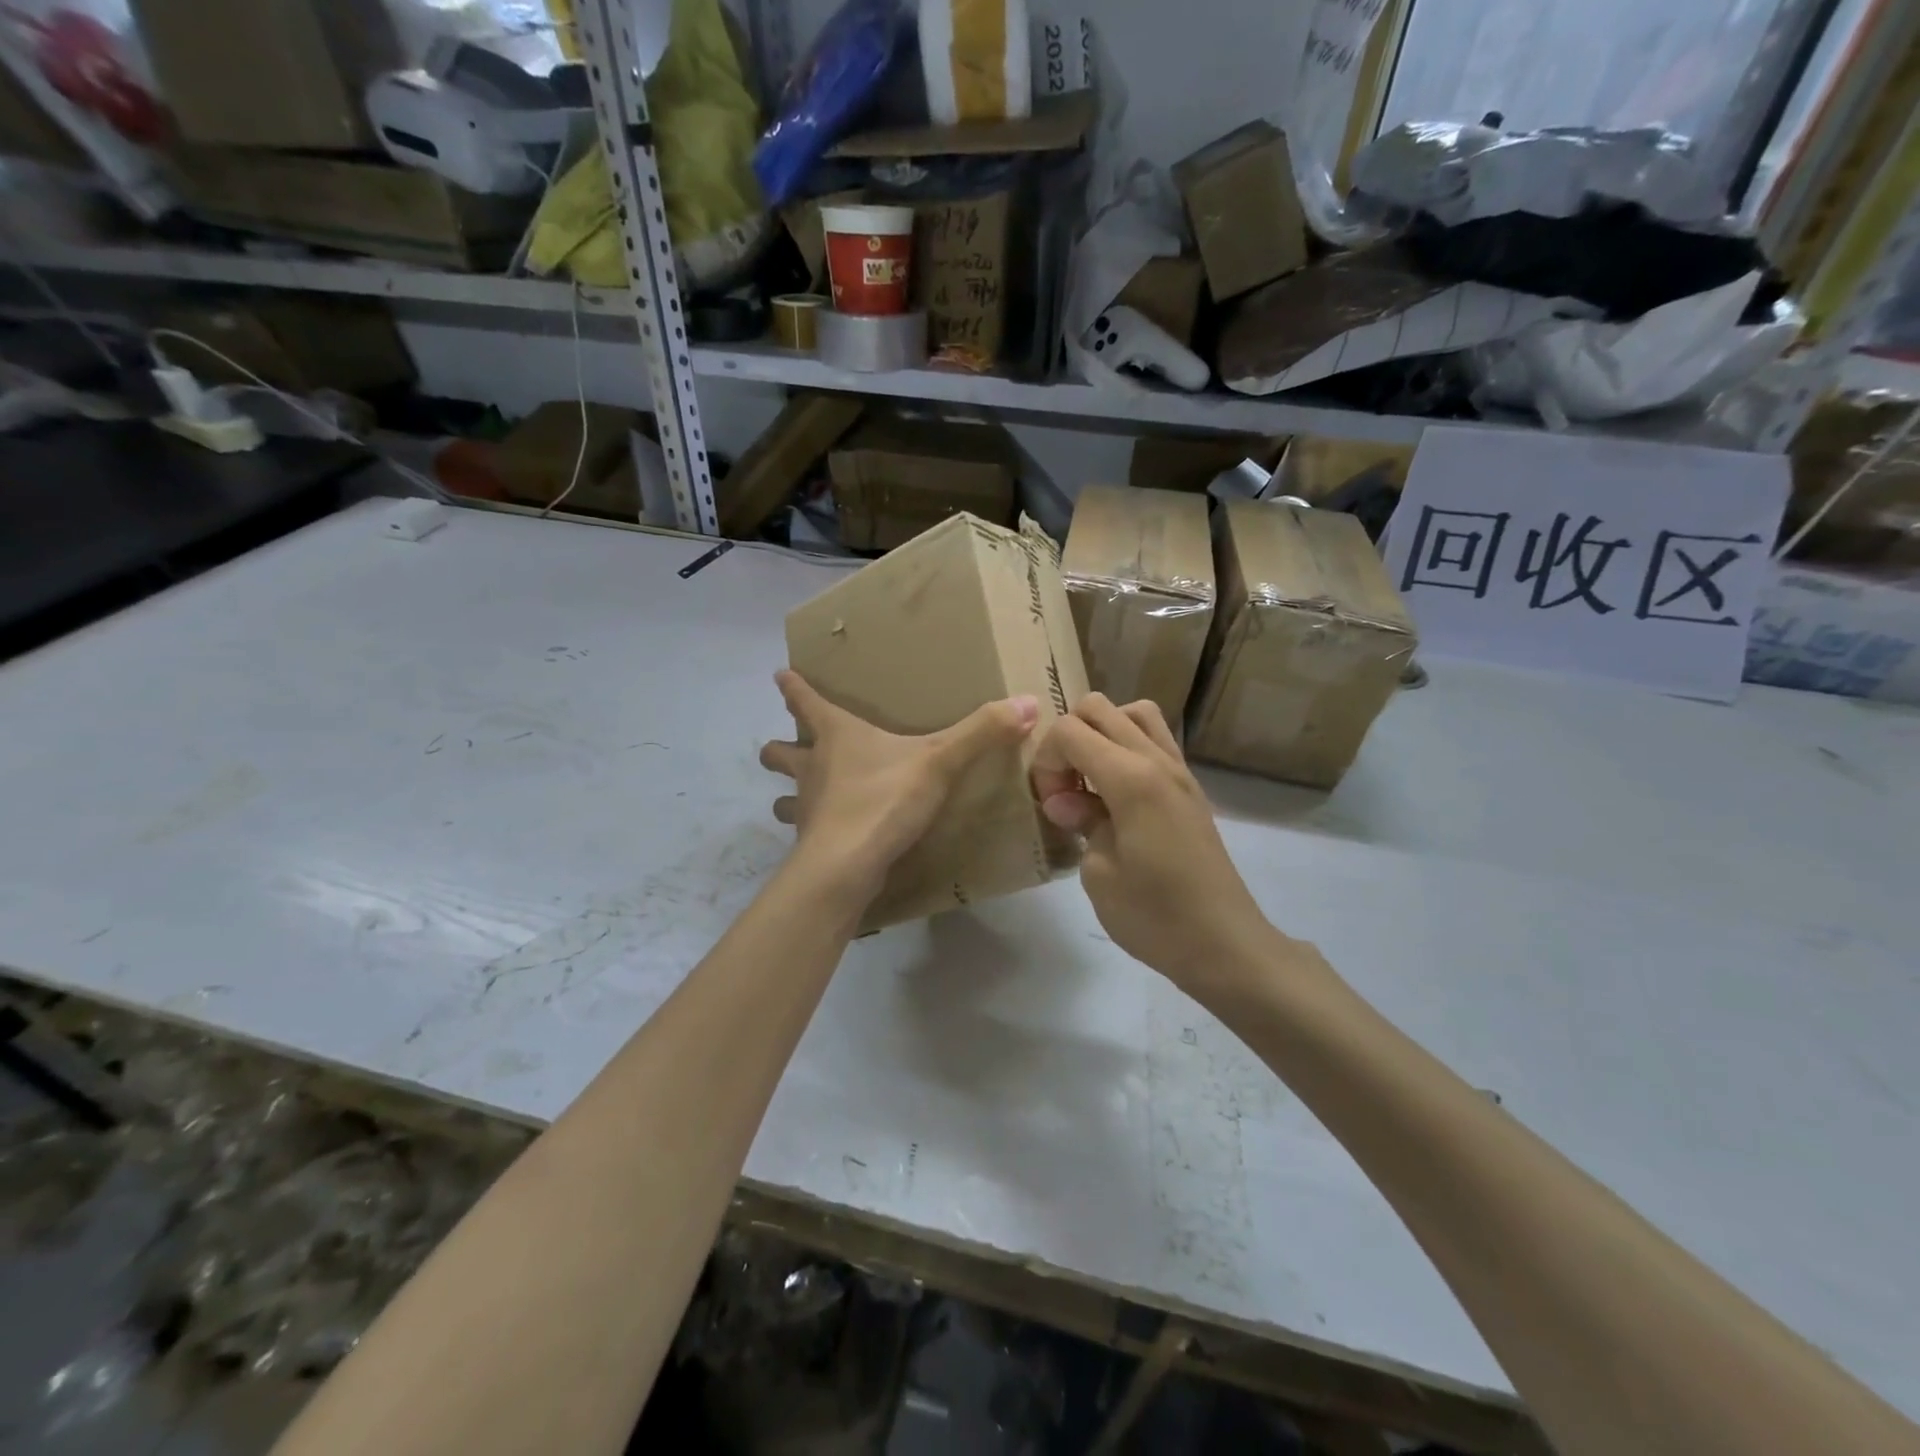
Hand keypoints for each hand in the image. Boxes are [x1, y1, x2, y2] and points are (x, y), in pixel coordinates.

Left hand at [760, 671, 1039, 902]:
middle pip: (780, 752)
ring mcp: (808, 808)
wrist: (846, 868)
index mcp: (836, 736)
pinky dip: (813, 831)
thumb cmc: (883, 800)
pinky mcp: (813, 844)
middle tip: (784, 744)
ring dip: (789, 794)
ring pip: (785, 796)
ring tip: (800, 798)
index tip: (780, 674)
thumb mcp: (939, 762)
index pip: (805, 701)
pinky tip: (830, 838)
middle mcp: (813, 768)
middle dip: (779, 747)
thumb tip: (1028, 701)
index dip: (792, 687)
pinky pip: (807, 832)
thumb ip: (981, 733)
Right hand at [1034, 695, 1277, 994]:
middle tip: (1065, 788)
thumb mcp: (1099, 873)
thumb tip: (1064, 800)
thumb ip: (1081, 821)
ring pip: (1133, 712)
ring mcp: (1179, 771)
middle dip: (1068, 738)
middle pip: (1099, 708)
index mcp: (1132, 778)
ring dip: (1101, 734)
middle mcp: (1158, 760)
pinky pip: (1155, 740)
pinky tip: (1116, 793)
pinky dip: (1126, 747)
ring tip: (1090, 780)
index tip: (1051, 804)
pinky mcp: (1189, 787)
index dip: (1047, 761)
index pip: (1070, 731)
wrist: (1223, 944)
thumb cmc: (1154, 916)